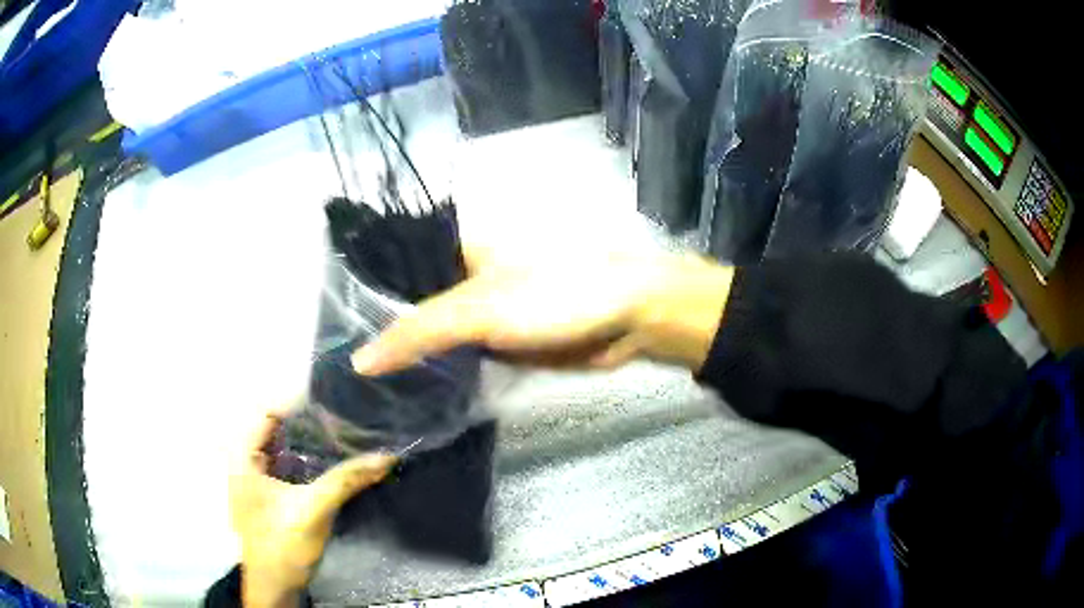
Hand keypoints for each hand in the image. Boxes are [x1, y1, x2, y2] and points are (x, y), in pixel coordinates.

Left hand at [230, 413, 395, 606]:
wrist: (275, 587)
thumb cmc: (282, 547)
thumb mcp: (313, 511)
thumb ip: (346, 480)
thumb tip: (386, 455)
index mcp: (243, 456)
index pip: (267, 409)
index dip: (297, 399)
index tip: (333, 395)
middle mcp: (246, 459)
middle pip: (275, 424)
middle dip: (308, 416)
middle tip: (345, 409)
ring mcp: (258, 476)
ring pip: (283, 443)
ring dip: (310, 436)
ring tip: (344, 426)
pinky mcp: (271, 490)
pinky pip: (288, 461)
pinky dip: (309, 455)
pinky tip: (333, 455)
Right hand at [351, 249, 733, 375]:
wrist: (628, 318)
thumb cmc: (555, 294)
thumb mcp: (480, 308)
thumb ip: (419, 332)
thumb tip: (361, 360)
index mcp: (455, 251)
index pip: (395, 271)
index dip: (362, 298)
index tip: (327, 332)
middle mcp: (463, 278)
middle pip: (412, 307)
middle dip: (382, 335)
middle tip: (337, 370)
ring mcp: (484, 314)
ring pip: (437, 337)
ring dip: (409, 359)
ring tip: (362, 387)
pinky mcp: (503, 344)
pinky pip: (462, 358)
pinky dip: (441, 373)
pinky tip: (409, 393)